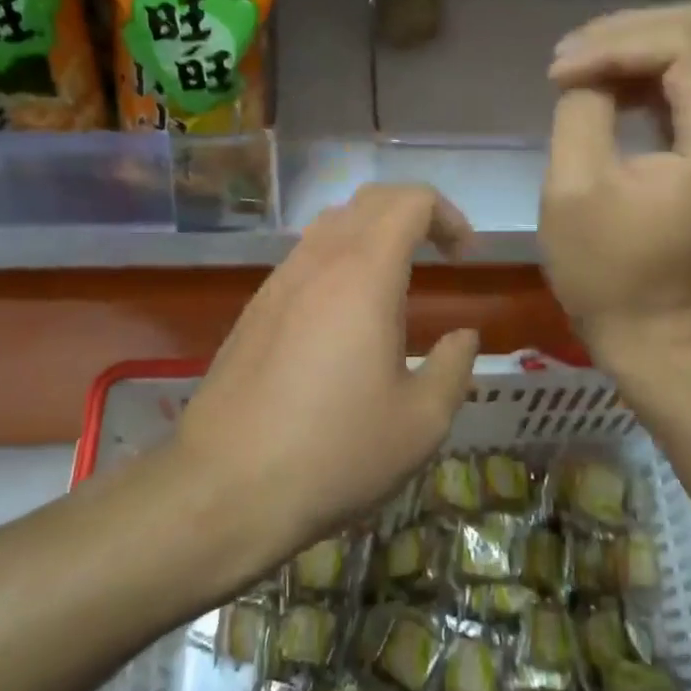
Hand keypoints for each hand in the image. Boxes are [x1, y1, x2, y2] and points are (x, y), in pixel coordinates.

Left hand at [170, 184, 479, 565]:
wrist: (225, 490)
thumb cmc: (335, 453)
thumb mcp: (421, 421)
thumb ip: (454, 367)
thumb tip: (463, 337)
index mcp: (364, 274)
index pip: (411, 200)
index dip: (448, 216)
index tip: (465, 259)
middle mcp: (318, 261)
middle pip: (369, 200)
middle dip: (414, 214)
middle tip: (440, 255)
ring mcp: (278, 282)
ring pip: (331, 223)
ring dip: (373, 233)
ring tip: (397, 280)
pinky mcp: (254, 309)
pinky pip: (305, 257)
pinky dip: (339, 259)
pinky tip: (346, 315)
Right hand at [540, 4, 690, 357]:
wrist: (654, 333)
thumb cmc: (609, 272)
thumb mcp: (575, 188)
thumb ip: (580, 111)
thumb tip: (585, 73)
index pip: (679, 43)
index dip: (612, 44)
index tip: (558, 73)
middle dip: (624, 34)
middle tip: (567, 60)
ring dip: (632, 51)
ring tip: (576, 70)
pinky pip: (688, 85)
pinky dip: (643, 77)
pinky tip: (604, 90)